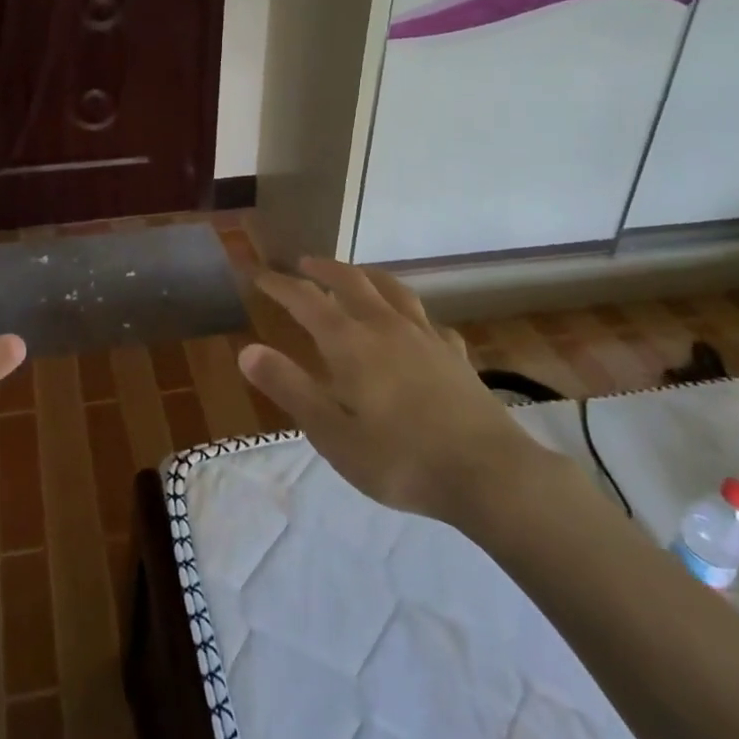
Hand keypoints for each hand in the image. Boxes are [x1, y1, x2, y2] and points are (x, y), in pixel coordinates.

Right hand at [240, 258, 542, 526]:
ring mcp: (425, 337)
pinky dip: (410, 312)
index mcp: (350, 343)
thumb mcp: (332, 434)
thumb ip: (290, 388)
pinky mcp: (455, 355)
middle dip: (323, 269)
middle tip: (304, 263)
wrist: (491, 475)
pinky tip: (413, 326)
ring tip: (355, 275)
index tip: (257, 274)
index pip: (306, 300)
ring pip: (392, 290)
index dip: (279, 284)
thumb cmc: (401, 460)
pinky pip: (427, 320)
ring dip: (366, 276)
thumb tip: (247, 350)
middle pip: (351, 281)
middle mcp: (385, 327)